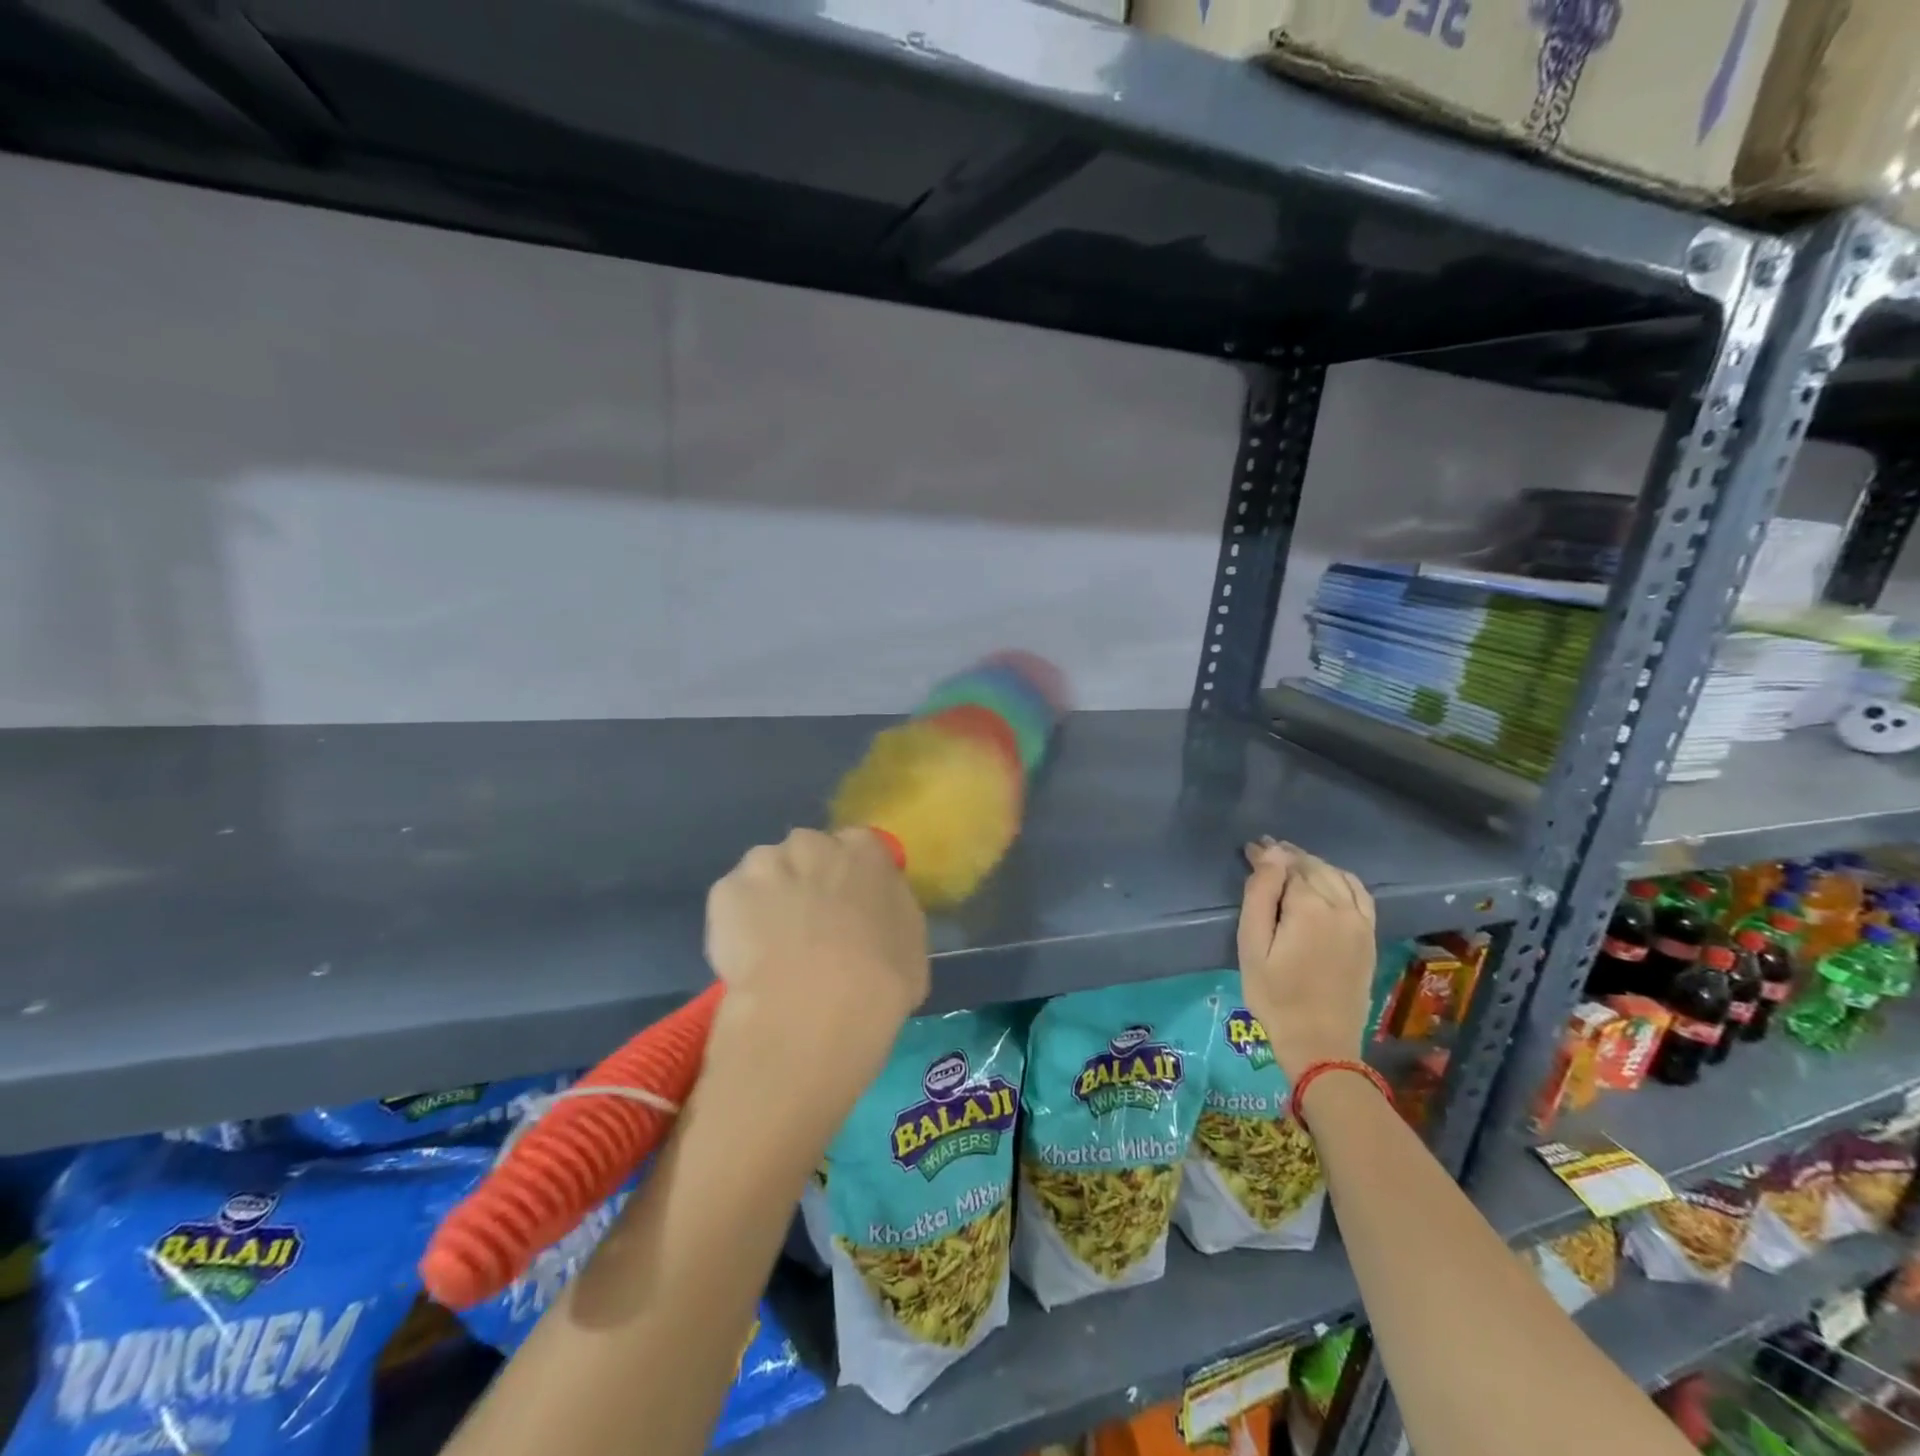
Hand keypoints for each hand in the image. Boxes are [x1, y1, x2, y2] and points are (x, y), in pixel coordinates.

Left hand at [704, 827, 929, 1083]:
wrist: (815, 1008)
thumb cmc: (880, 980)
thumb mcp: (910, 944)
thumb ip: (889, 912)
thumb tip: (874, 912)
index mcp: (865, 849)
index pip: (856, 847)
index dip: (848, 878)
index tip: (846, 908)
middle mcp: (814, 843)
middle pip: (807, 852)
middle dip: (805, 880)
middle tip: (808, 927)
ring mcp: (766, 863)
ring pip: (765, 872)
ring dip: (768, 897)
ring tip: (771, 946)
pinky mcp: (725, 891)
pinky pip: (732, 903)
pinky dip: (734, 924)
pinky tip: (746, 959)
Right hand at [1237, 838, 1375, 1082]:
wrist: (1320, 1042)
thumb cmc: (1274, 995)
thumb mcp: (1252, 946)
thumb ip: (1260, 896)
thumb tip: (1270, 855)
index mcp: (1310, 907)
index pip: (1287, 865)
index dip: (1267, 855)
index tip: (1249, 848)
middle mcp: (1341, 907)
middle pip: (1314, 867)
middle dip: (1289, 855)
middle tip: (1265, 850)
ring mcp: (1361, 922)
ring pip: (1337, 876)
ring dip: (1314, 864)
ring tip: (1291, 863)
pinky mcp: (1369, 937)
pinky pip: (1359, 894)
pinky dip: (1341, 879)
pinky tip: (1328, 880)